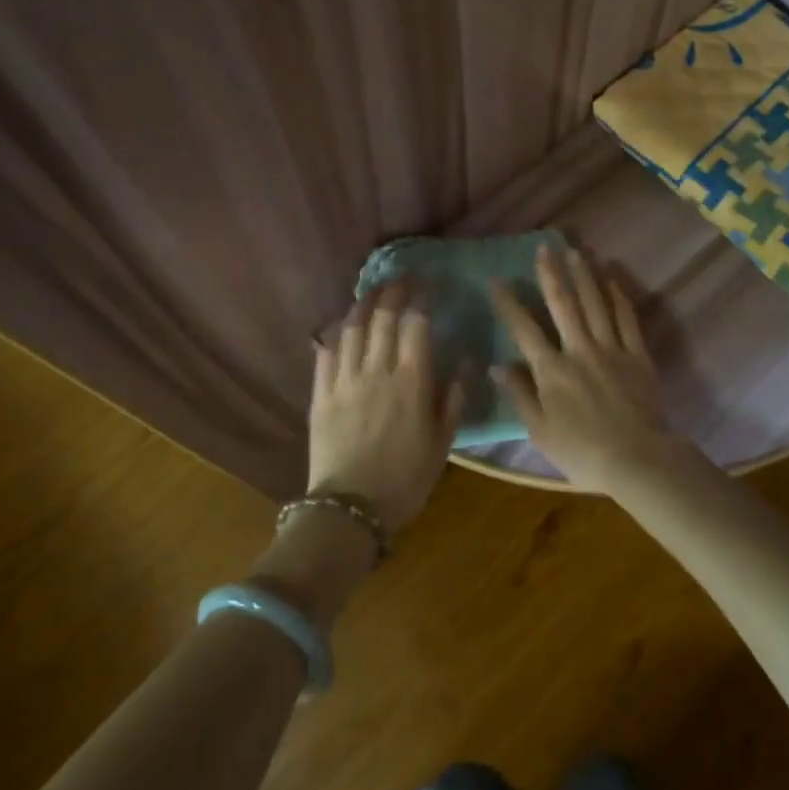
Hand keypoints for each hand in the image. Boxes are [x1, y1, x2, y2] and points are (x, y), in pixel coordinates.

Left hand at [308, 281, 462, 538]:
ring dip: (362, 304)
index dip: (421, 300)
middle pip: (383, 317)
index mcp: (411, 380)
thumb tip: (467, 362)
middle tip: (400, 280)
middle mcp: (377, 370)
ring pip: (352, 328)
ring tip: (371, 292)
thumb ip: (454, 399)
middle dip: (392, 292)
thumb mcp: (442, 443)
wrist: (351, 509)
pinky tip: (340, 325)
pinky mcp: (321, 393)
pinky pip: (326, 352)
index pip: (415, 325)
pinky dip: (334, 332)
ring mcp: (345, 380)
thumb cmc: (405, 479)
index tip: (426, 287)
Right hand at [488, 245, 667, 493]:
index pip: (524, 329)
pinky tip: (611, 278)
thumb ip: (519, 395)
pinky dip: (617, 296)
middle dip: (551, 274)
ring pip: (595, 303)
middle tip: (544, 247)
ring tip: (575, 251)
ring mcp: (610, 348)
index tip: (497, 280)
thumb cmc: (581, 452)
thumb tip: (498, 365)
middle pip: (563, 304)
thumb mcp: (540, 431)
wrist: (636, 459)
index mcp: (551, 370)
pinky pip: (626, 318)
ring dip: (584, 275)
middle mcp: (578, 350)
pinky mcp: (637, 354)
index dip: (509, 303)